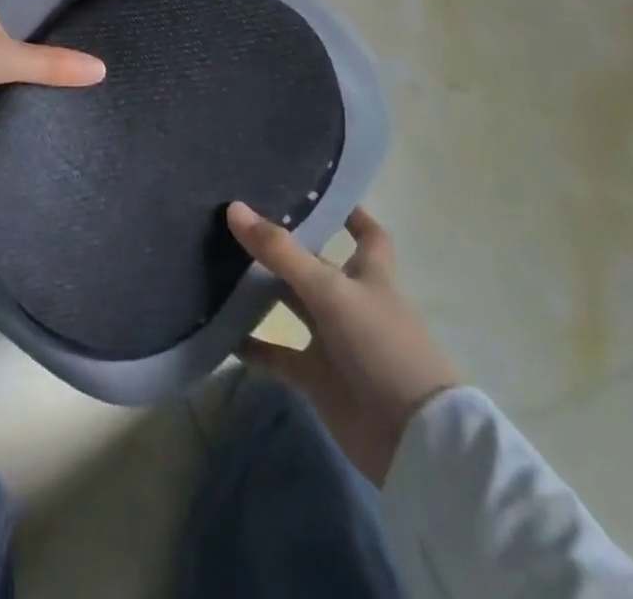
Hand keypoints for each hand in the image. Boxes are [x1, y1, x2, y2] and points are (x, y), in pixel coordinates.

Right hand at [228, 201, 458, 484]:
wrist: (413, 441)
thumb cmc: (382, 347)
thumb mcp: (331, 290)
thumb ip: (281, 252)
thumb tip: (234, 208)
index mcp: (370, 274)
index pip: (366, 234)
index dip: (349, 212)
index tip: (315, 190)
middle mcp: (351, 302)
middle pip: (314, 265)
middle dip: (284, 246)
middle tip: (238, 218)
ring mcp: (334, 341)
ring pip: (292, 306)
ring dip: (262, 292)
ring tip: (219, 264)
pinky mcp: (319, 379)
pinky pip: (279, 357)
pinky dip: (254, 348)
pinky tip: (222, 333)